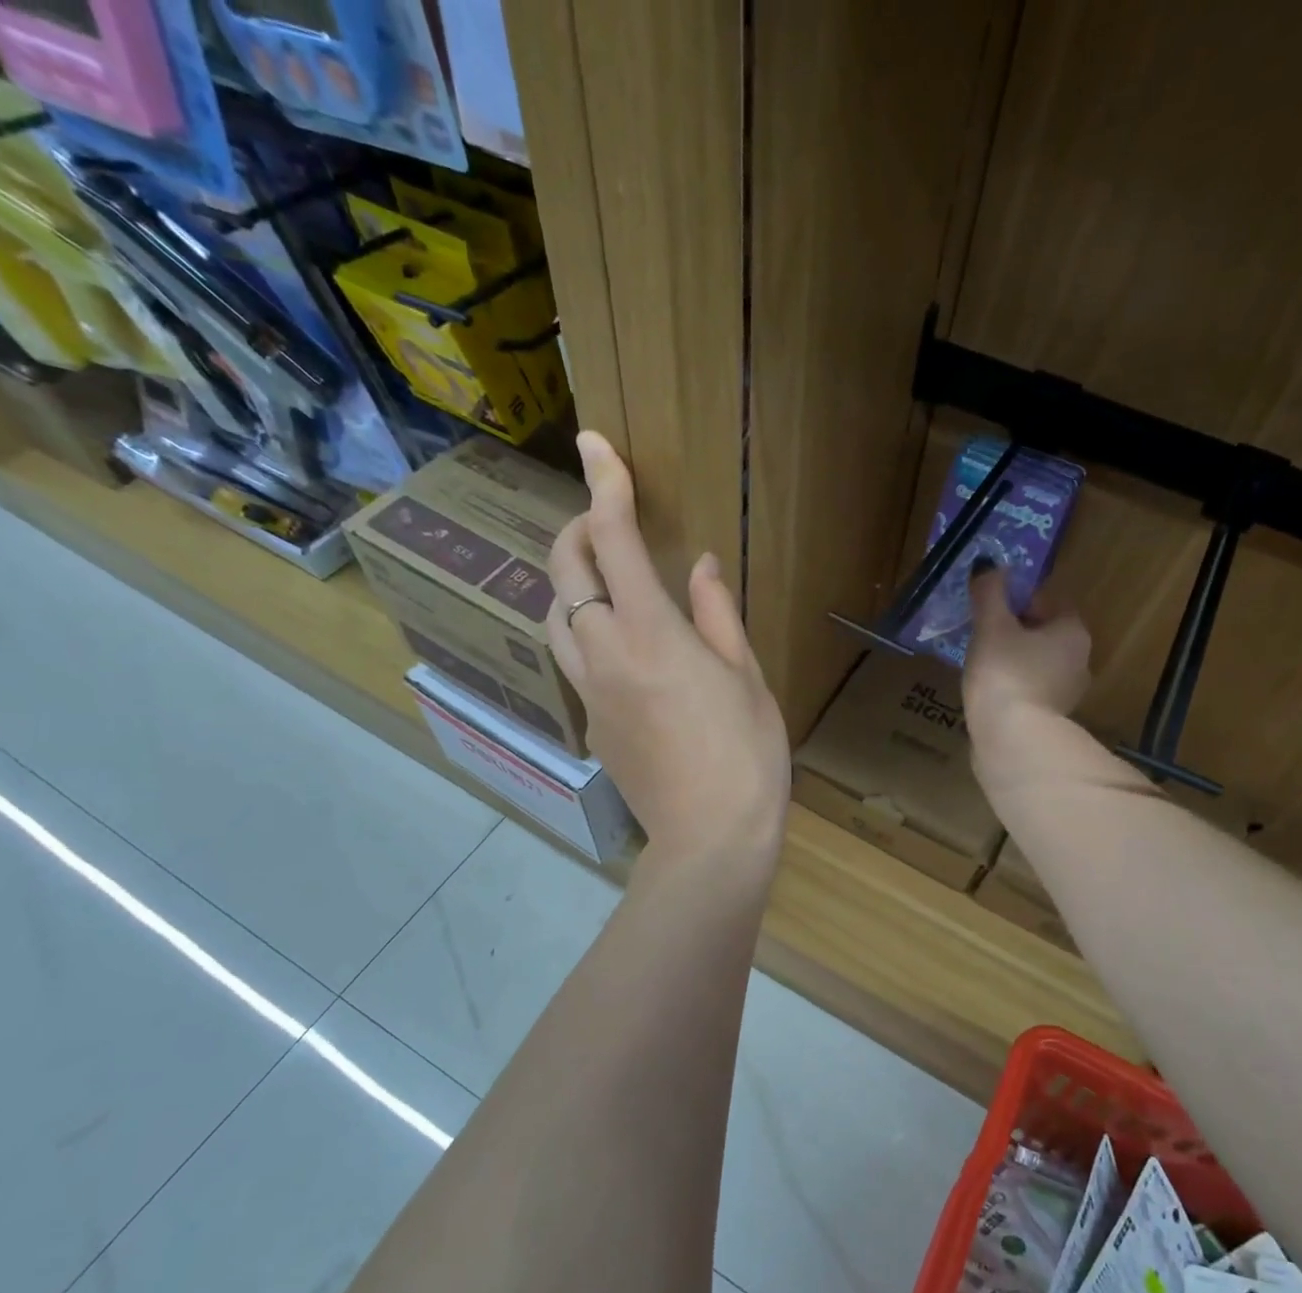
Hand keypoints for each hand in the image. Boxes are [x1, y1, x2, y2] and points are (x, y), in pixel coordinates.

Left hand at [547, 433, 789, 867]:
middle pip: (565, 573)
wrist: (711, 836)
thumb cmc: (746, 753)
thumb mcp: (746, 676)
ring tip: (604, 582)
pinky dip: (587, 636)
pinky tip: (623, 652)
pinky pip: (574, 663)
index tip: (595, 446)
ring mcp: (589, 693)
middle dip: (577, 533)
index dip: (605, 486)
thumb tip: (701, 565)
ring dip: (570, 586)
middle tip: (604, 521)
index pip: (614, 541)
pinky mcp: (590, 725)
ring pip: (555, 619)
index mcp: (652, 633)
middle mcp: (605, 654)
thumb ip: (717, 613)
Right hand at [963, 564, 1091, 779]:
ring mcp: (1068, 695)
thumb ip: (990, 593)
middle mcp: (1080, 661)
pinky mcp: (1051, 721)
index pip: (1052, 601)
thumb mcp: (991, 627)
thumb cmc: (1005, 674)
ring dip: (1016, 661)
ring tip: (983, 665)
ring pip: (1040, 665)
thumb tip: (988, 564)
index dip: (1022, 598)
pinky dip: (1015, 687)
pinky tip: (991, 693)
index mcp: (1072, 632)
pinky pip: (1032, 692)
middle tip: (984, 633)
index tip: (994, 604)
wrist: (1012, 741)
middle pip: (1047, 634)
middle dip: (1018, 631)